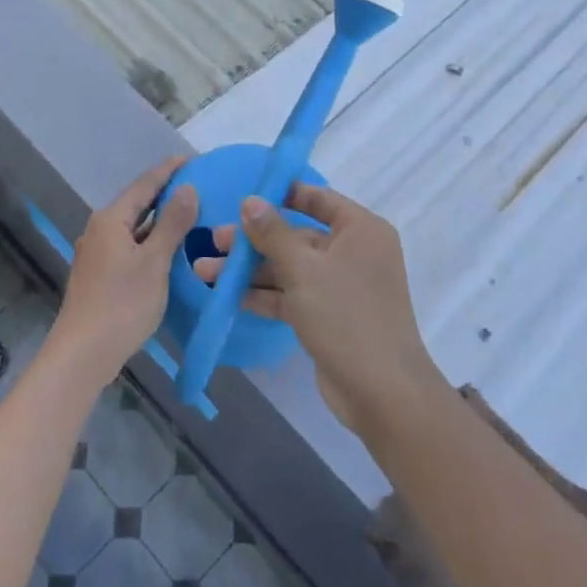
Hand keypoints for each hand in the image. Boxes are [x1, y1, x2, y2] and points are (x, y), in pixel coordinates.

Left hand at [52, 156, 199, 384]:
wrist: (83, 353)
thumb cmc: (122, 304)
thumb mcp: (154, 262)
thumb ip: (172, 224)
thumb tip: (188, 187)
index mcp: (111, 219)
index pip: (144, 184)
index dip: (168, 171)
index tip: (192, 159)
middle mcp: (100, 229)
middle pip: (136, 203)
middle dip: (165, 194)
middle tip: (198, 186)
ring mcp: (97, 253)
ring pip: (133, 227)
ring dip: (159, 219)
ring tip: (190, 215)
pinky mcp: (100, 274)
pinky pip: (129, 245)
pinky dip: (150, 241)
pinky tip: (168, 249)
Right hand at [195, 185, 443, 430]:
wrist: (381, 392)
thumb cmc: (346, 316)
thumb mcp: (303, 269)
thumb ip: (273, 233)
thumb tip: (250, 200)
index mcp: (361, 230)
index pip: (318, 199)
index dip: (282, 194)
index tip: (244, 195)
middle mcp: (353, 253)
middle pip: (297, 236)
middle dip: (254, 241)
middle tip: (213, 240)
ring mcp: (341, 286)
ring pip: (290, 268)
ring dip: (251, 271)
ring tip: (205, 272)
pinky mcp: (329, 316)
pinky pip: (292, 295)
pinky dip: (264, 295)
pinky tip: (228, 296)